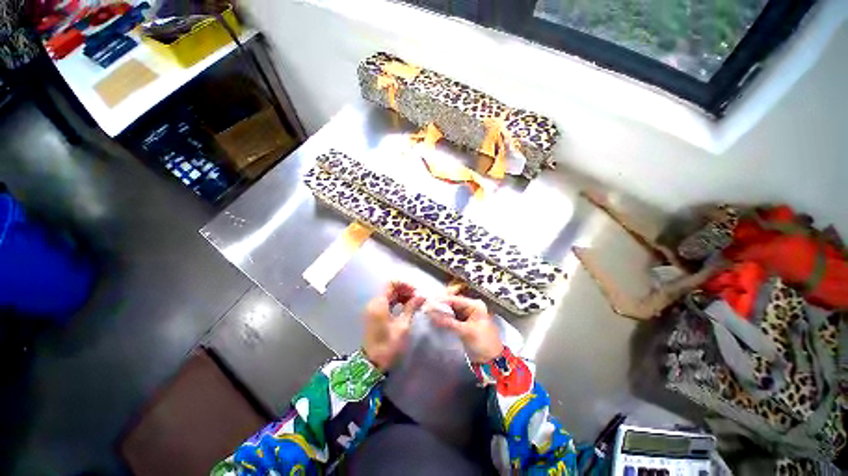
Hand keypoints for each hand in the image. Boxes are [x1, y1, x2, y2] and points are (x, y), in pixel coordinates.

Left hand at [362, 281, 424, 371]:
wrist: (372, 364)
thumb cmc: (388, 345)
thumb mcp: (403, 326)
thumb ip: (411, 307)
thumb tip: (422, 296)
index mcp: (379, 304)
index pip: (391, 283)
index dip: (405, 284)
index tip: (416, 292)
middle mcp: (374, 303)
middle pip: (390, 288)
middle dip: (405, 290)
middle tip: (418, 299)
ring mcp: (373, 309)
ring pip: (389, 295)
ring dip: (402, 296)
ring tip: (415, 303)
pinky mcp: (375, 315)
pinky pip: (387, 302)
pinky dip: (397, 302)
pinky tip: (407, 308)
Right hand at [429, 296, 503, 362]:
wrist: (491, 361)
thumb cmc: (483, 343)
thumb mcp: (466, 332)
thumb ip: (448, 322)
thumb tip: (431, 314)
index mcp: (475, 305)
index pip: (455, 299)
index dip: (442, 300)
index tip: (428, 302)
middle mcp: (471, 306)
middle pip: (452, 302)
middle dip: (440, 304)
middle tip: (427, 306)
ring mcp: (466, 314)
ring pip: (450, 309)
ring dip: (441, 310)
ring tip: (428, 311)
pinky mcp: (463, 322)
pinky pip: (451, 316)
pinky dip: (444, 317)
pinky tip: (434, 317)